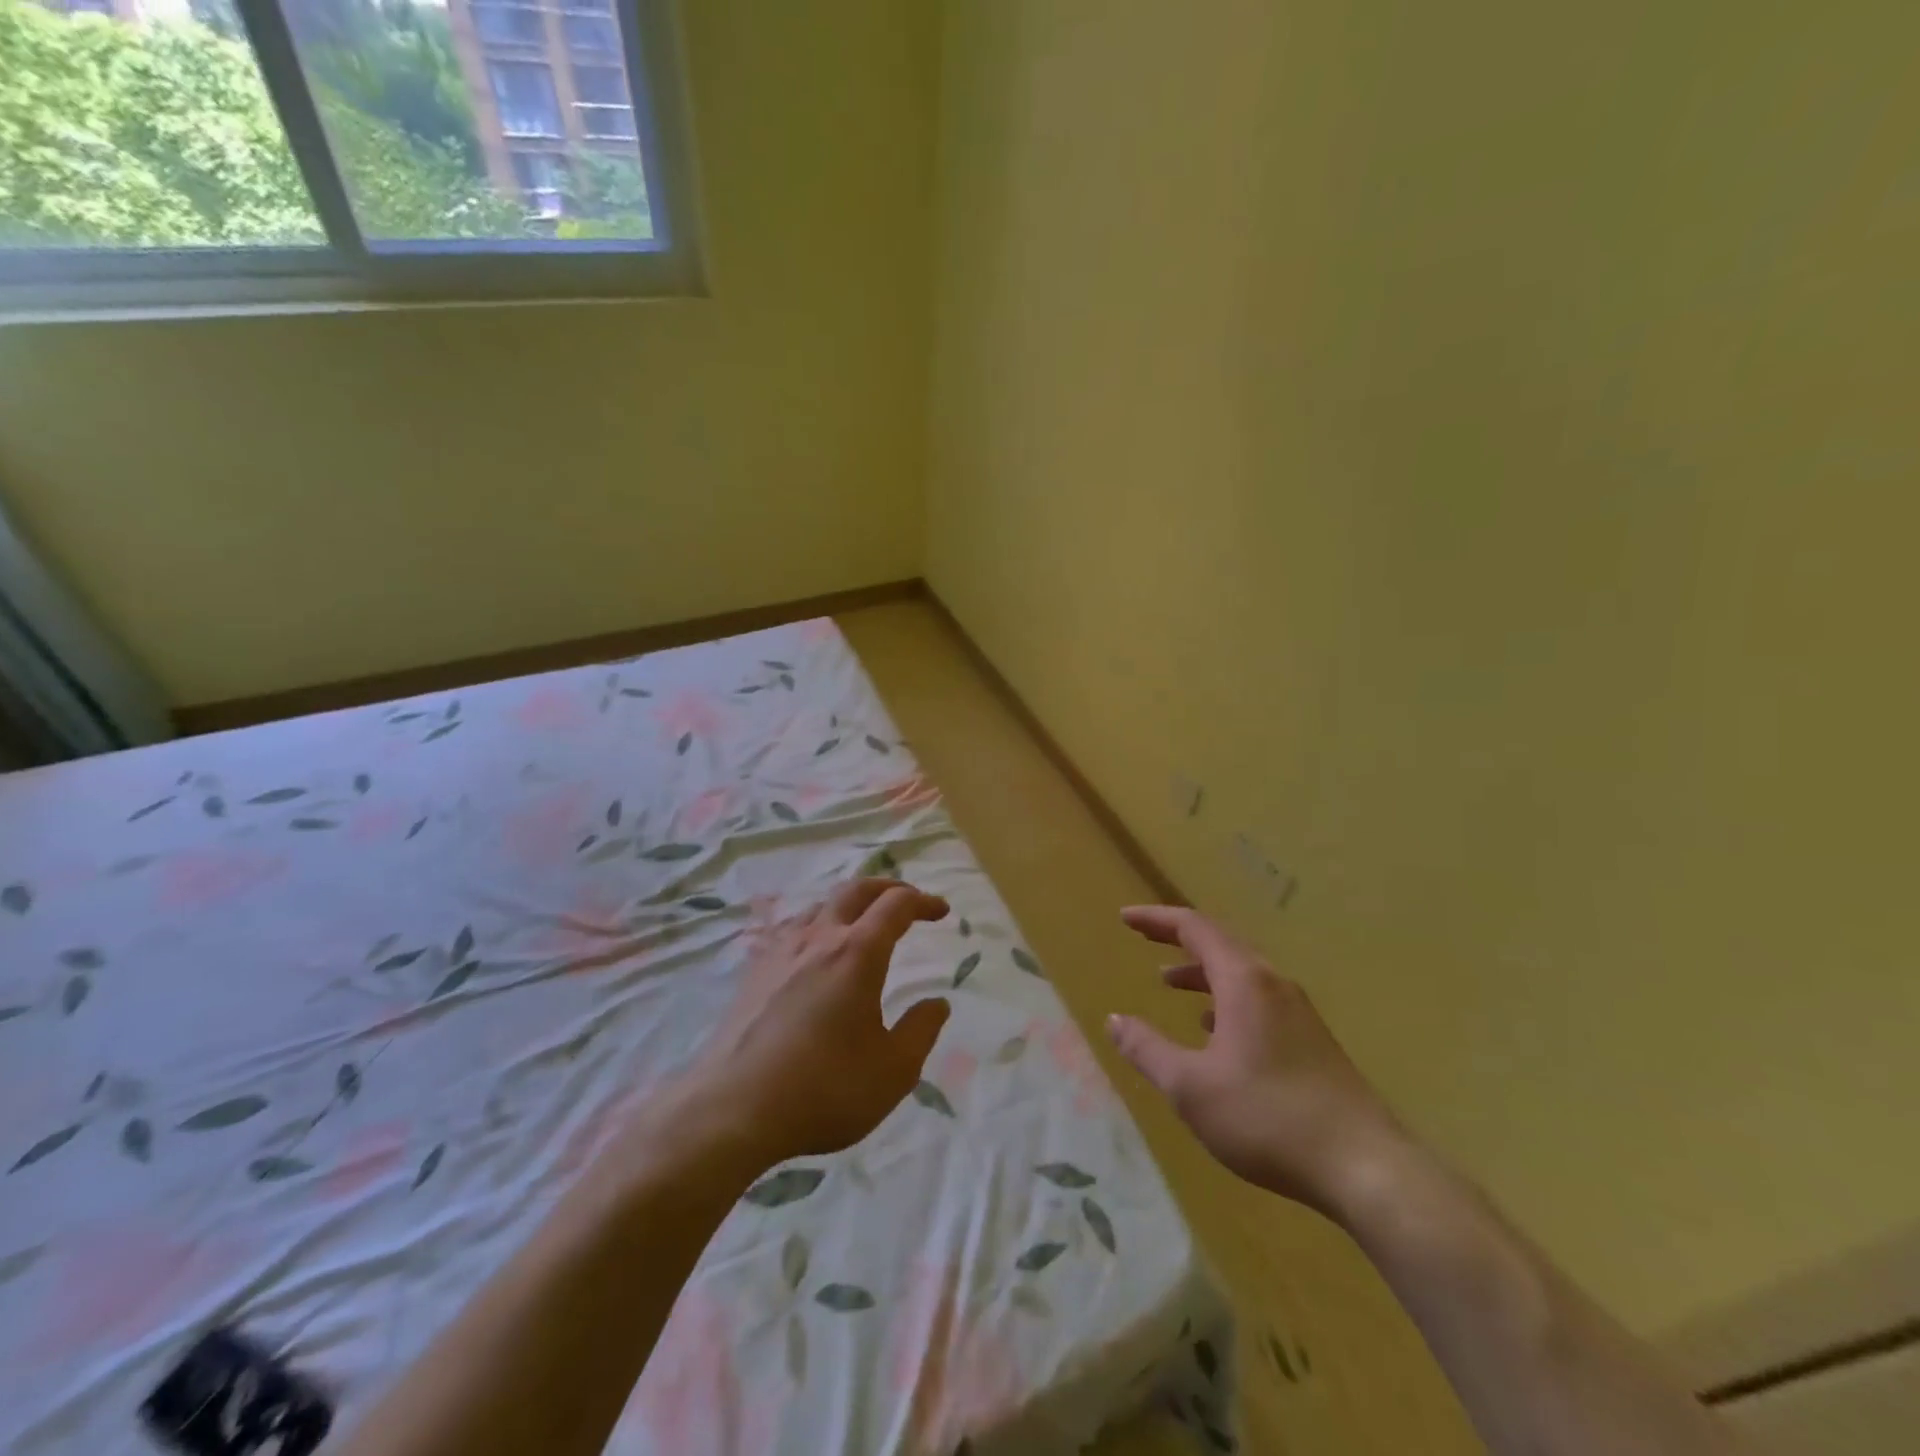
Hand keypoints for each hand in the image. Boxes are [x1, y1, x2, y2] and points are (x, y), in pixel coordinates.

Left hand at [684, 878, 951, 1164]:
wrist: (733, 1109)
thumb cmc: (824, 1089)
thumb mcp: (893, 1071)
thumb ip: (921, 1031)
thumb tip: (937, 1003)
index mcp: (858, 953)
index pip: (896, 905)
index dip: (923, 902)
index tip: (940, 912)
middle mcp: (819, 938)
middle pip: (856, 890)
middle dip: (887, 888)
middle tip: (906, 900)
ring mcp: (780, 951)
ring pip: (820, 906)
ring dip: (849, 905)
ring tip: (861, 925)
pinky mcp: (754, 972)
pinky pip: (790, 930)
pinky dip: (816, 926)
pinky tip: (812, 951)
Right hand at [1105, 905, 1403, 1213]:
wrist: (1367, 1168)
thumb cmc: (1268, 1119)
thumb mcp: (1191, 1087)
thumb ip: (1147, 1049)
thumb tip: (1114, 1020)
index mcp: (1244, 981)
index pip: (1194, 928)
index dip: (1156, 919)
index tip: (1125, 918)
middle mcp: (1273, 984)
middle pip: (1221, 943)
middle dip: (1178, 940)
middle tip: (1144, 940)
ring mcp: (1298, 1013)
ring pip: (1242, 974)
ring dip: (1202, 972)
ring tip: (1169, 983)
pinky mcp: (1313, 1042)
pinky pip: (1259, 1000)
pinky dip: (1226, 1000)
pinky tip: (1214, 1031)